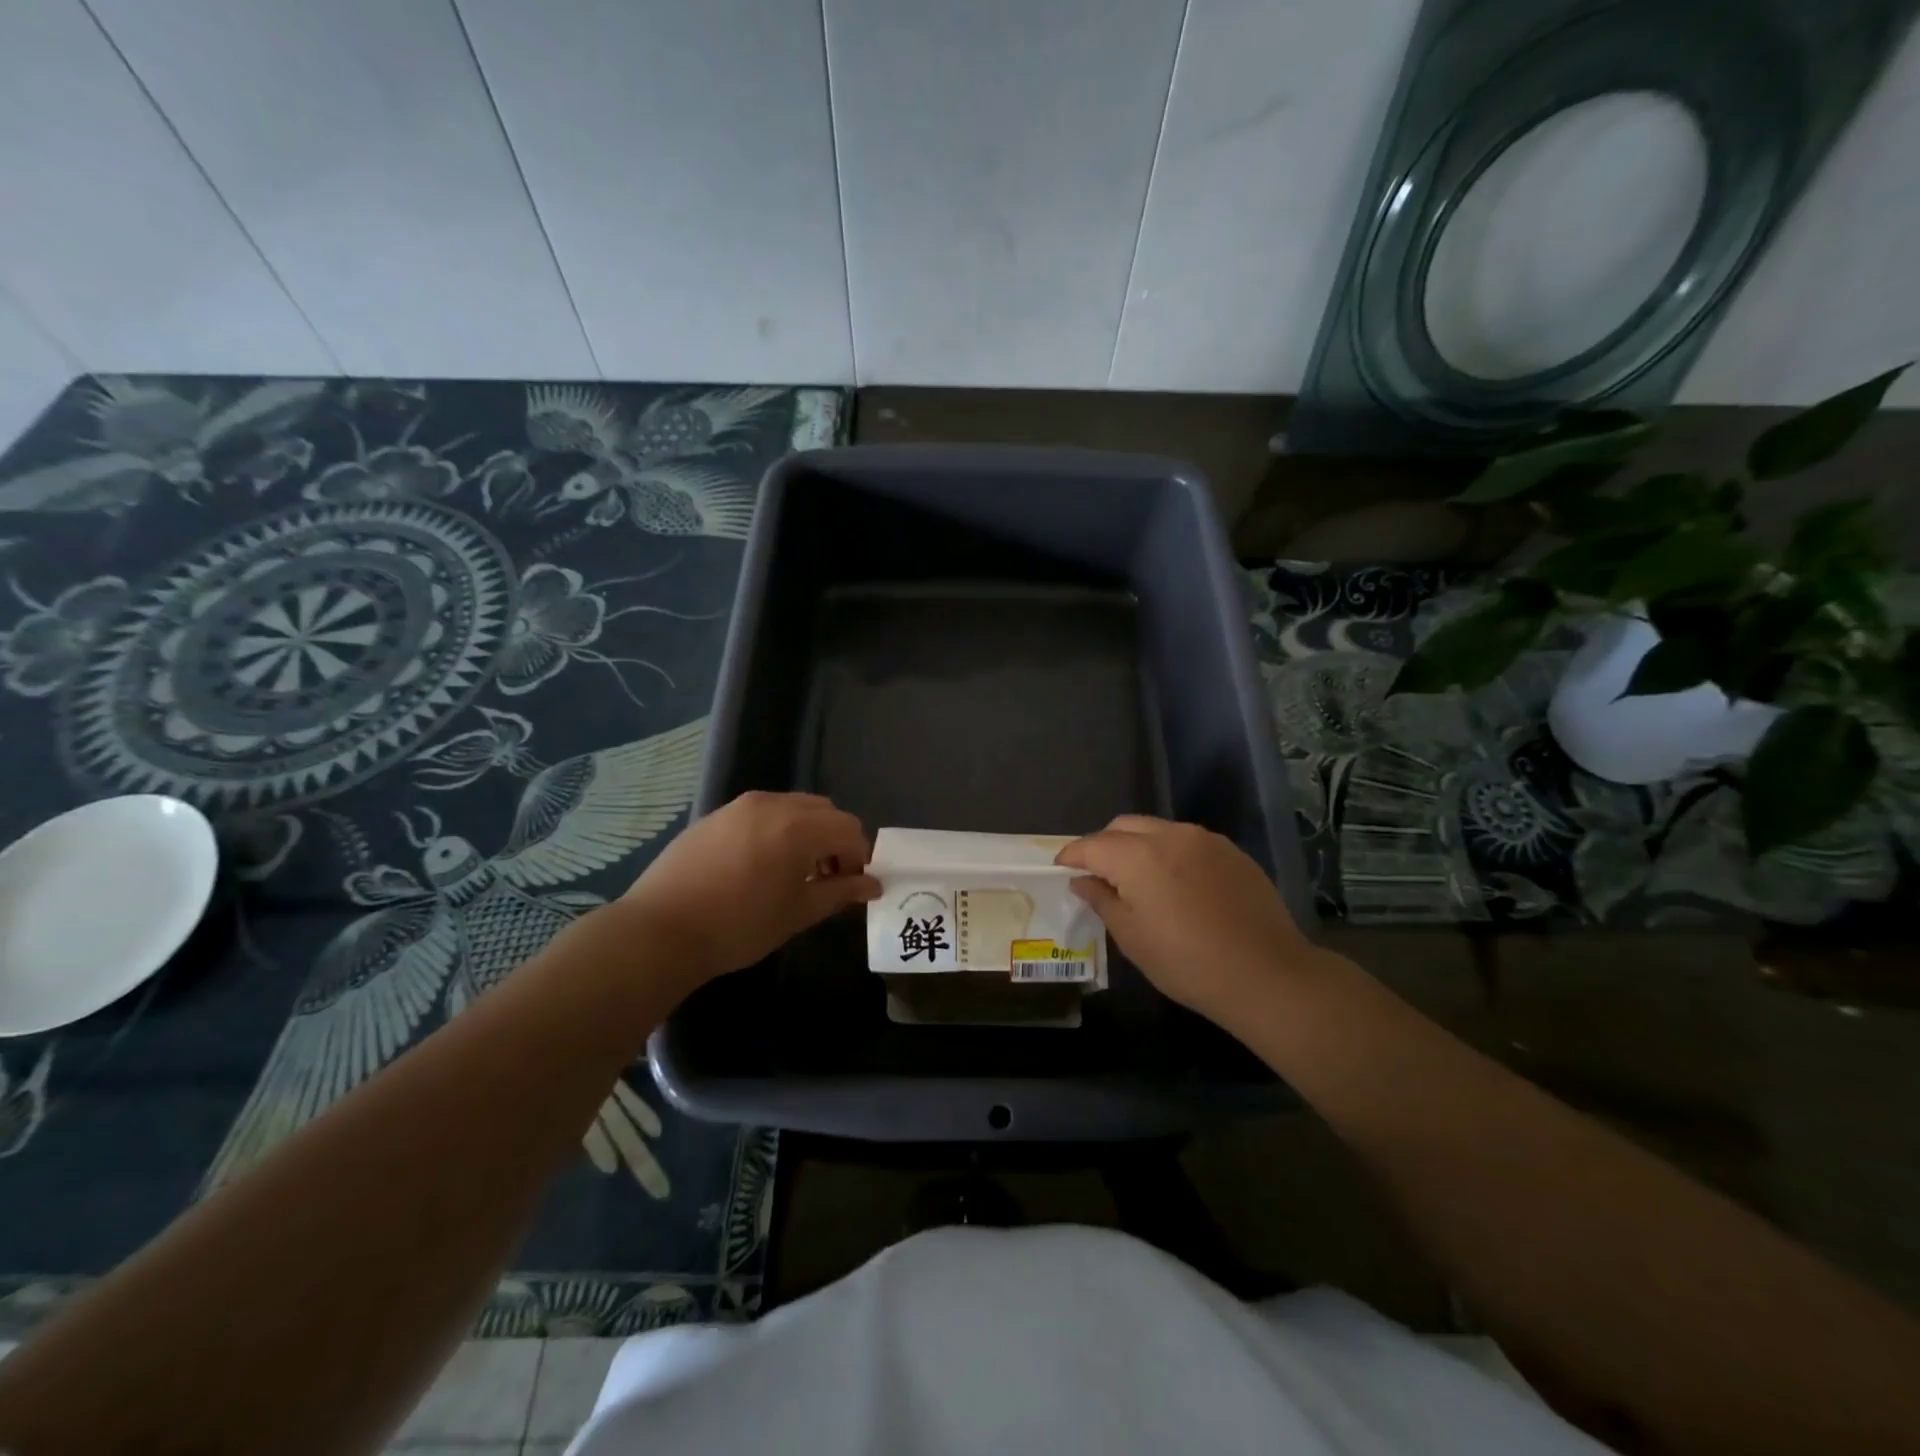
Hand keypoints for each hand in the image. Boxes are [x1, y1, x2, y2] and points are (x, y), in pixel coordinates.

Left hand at [621, 791, 879, 985]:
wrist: (660, 930)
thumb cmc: (739, 925)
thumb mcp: (798, 913)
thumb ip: (840, 892)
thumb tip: (872, 885)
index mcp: (799, 826)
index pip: (849, 829)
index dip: (858, 857)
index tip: (849, 886)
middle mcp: (773, 804)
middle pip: (823, 811)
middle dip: (834, 840)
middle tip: (825, 878)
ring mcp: (740, 806)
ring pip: (792, 807)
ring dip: (806, 832)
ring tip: (792, 872)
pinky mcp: (715, 815)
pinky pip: (761, 813)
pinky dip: (775, 830)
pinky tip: (757, 866)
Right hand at [1056, 815, 1315, 1025]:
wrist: (1267, 974)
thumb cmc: (1188, 963)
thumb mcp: (1133, 938)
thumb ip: (1102, 900)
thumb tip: (1083, 881)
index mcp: (1138, 857)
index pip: (1092, 845)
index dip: (1072, 855)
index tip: (1061, 868)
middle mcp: (1170, 836)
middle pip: (1123, 826)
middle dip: (1103, 845)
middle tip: (1097, 875)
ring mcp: (1205, 840)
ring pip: (1157, 830)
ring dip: (1137, 846)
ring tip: (1136, 879)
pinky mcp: (1231, 851)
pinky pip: (1187, 841)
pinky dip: (1168, 853)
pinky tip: (1175, 884)